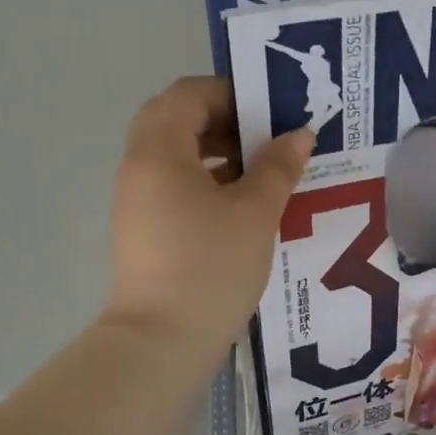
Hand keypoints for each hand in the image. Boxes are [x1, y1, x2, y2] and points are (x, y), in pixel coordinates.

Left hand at [101, 77, 313, 356]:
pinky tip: (243, 201)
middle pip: (177, 119)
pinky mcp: (144, 227)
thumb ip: (278, 167)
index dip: (232, 93)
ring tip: (263, 168)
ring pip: (176, 153)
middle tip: (268, 135)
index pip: (189, 94)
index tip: (272, 110)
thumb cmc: (210, 266)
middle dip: (225, 120)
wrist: (161, 342)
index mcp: (160, 150)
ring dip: (217, 150)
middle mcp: (139, 166)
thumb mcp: (255, 212)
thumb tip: (299, 134)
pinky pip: (174, 183)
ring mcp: (137, 199)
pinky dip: (206, 178)